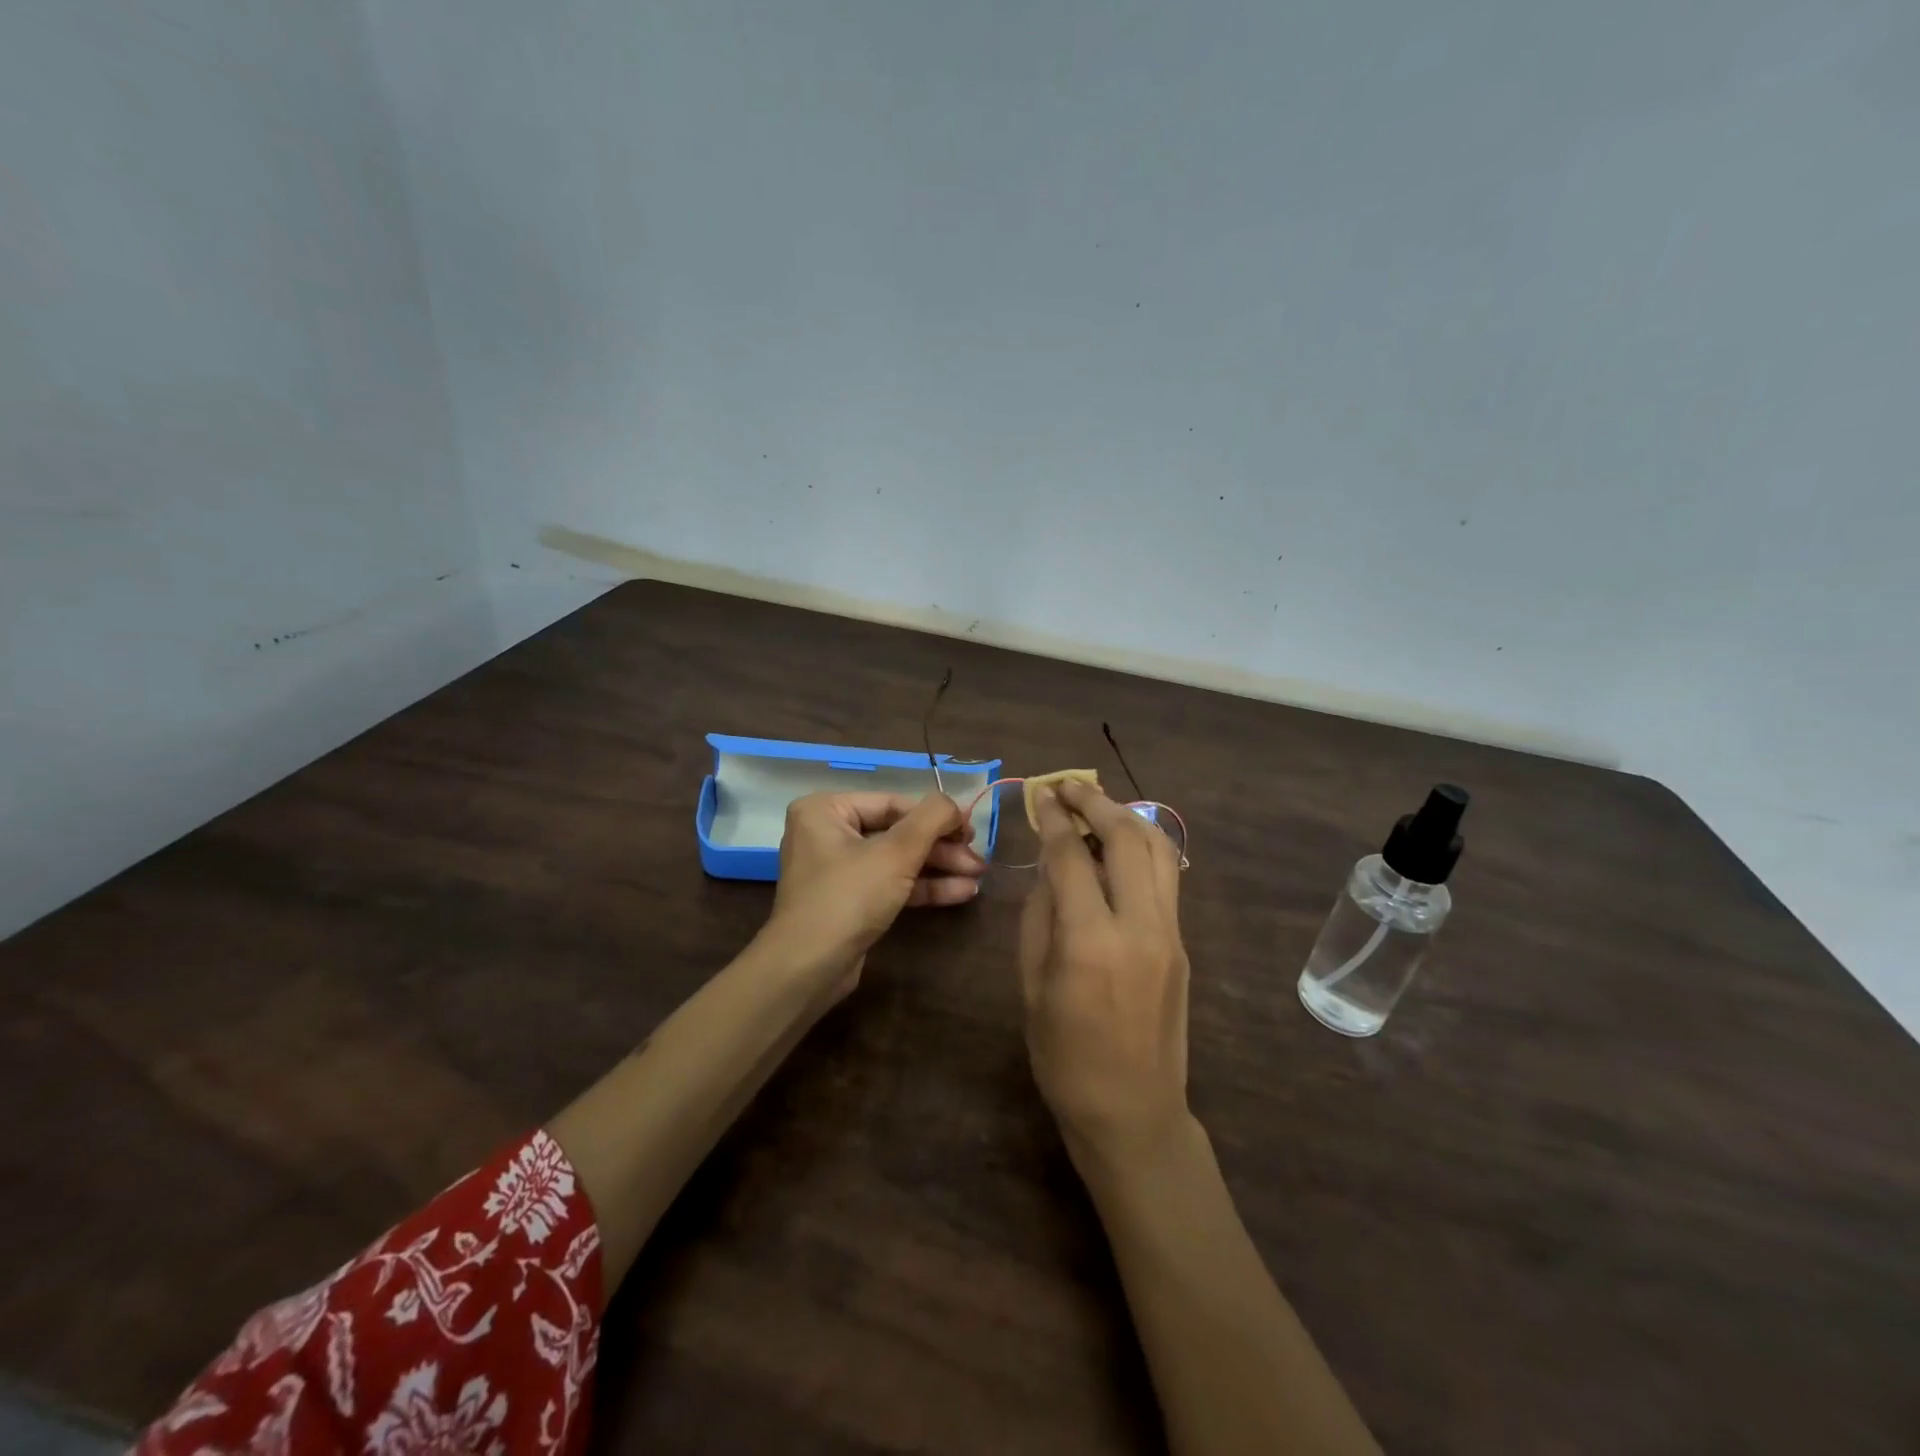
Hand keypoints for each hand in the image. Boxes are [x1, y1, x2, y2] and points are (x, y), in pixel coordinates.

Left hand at [762, 791, 984, 994]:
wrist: (809, 969)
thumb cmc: (848, 897)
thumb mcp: (896, 852)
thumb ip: (931, 818)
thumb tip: (954, 803)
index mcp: (826, 810)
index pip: (893, 803)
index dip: (937, 816)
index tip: (972, 829)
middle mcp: (827, 834)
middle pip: (897, 832)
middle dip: (941, 847)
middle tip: (979, 858)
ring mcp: (838, 870)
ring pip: (898, 860)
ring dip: (939, 868)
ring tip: (978, 876)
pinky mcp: (850, 902)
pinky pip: (891, 884)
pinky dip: (923, 887)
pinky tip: (961, 892)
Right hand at [1019, 778, 1192, 1171]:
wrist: (1133, 1112)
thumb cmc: (1064, 1056)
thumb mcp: (1032, 985)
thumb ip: (1041, 916)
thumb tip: (1050, 867)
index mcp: (1090, 941)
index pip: (1072, 857)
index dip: (1055, 819)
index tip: (1042, 795)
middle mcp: (1139, 926)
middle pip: (1126, 838)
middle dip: (1096, 802)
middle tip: (1069, 786)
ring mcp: (1170, 933)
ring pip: (1159, 851)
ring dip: (1128, 817)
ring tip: (1099, 805)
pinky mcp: (1183, 944)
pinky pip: (1167, 878)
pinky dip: (1143, 848)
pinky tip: (1120, 845)